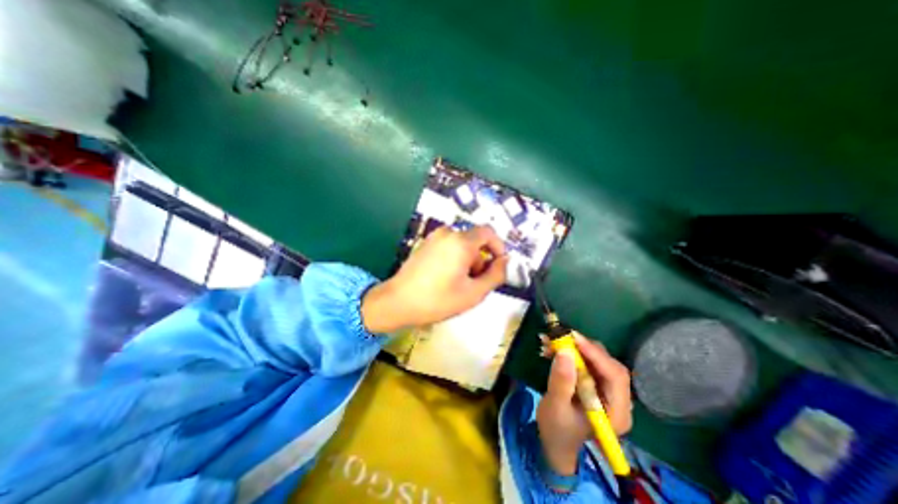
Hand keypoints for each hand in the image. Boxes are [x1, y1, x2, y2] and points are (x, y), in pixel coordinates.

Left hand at [360, 227, 507, 332]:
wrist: (397, 302)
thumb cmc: (437, 300)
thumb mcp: (474, 293)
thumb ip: (496, 275)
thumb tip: (505, 261)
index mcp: (461, 242)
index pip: (489, 232)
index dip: (498, 247)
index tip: (498, 266)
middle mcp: (447, 233)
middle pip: (475, 241)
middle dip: (480, 260)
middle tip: (475, 283)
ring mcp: (434, 238)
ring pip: (462, 245)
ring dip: (467, 261)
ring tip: (459, 284)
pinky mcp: (426, 244)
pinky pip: (449, 247)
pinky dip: (455, 259)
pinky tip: (445, 279)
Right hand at [535, 332, 633, 474]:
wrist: (555, 440)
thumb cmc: (557, 429)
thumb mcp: (556, 407)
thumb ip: (561, 381)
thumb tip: (565, 352)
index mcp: (616, 412)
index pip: (615, 377)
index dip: (596, 355)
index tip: (573, 338)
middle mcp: (618, 399)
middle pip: (608, 364)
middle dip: (584, 348)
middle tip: (559, 337)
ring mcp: (607, 390)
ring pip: (597, 359)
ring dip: (574, 347)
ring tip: (550, 342)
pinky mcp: (596, 382)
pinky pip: (586, 360)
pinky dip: (570, 351)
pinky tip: (551, 349)